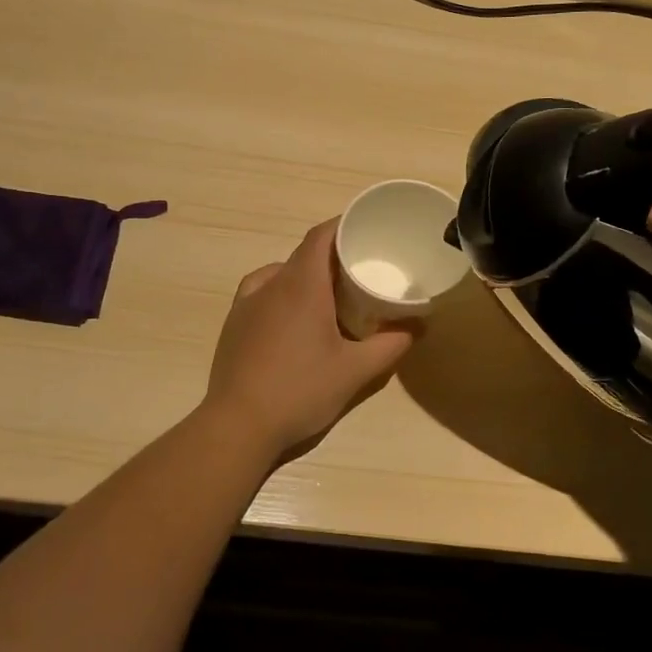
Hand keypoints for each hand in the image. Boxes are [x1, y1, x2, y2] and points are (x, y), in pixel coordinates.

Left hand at [203, 220, 416, 461]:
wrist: (238, 425)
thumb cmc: (300, 391)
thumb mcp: (355, 371)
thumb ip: (391, 345)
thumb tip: (418, 326)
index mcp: (302, 285)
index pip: (321, 236)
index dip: (343, 226)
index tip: (366, 229)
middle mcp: (271, 284)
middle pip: (304, 254)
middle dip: (332, 255)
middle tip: (360, 270)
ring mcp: (247, 302)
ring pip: (281, 272)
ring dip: (306, 275)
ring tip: (329, 295)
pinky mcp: (234, 323)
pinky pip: (262, 291)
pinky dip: (282, 292)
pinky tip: (292, 316)